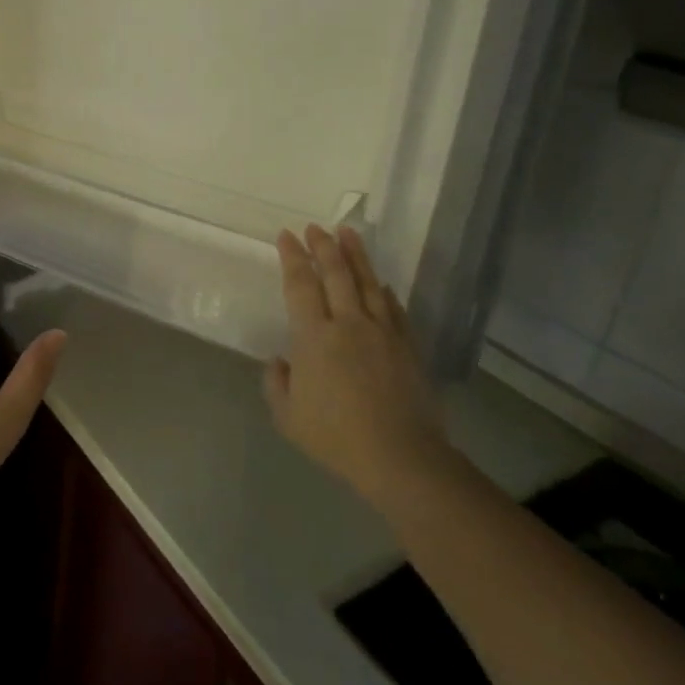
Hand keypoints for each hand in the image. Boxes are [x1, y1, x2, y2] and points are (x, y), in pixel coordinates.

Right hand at [265, 225, 452, 507]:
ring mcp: (382, 332)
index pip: (300, 284)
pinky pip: (393, 308)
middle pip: (335, 274)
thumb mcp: (288, 416)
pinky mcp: (407, 346)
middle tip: (314, 227)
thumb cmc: (335, 437)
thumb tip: (280, 361)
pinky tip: (381, 282)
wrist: (400, 457)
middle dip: (322, 246)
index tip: (286, 235)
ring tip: (348, 232)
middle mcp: (348, 324)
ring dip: (355, 255)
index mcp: (314, 337)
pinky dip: (384, 290)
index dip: (292, 257)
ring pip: (367, 282)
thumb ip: (277, 383)